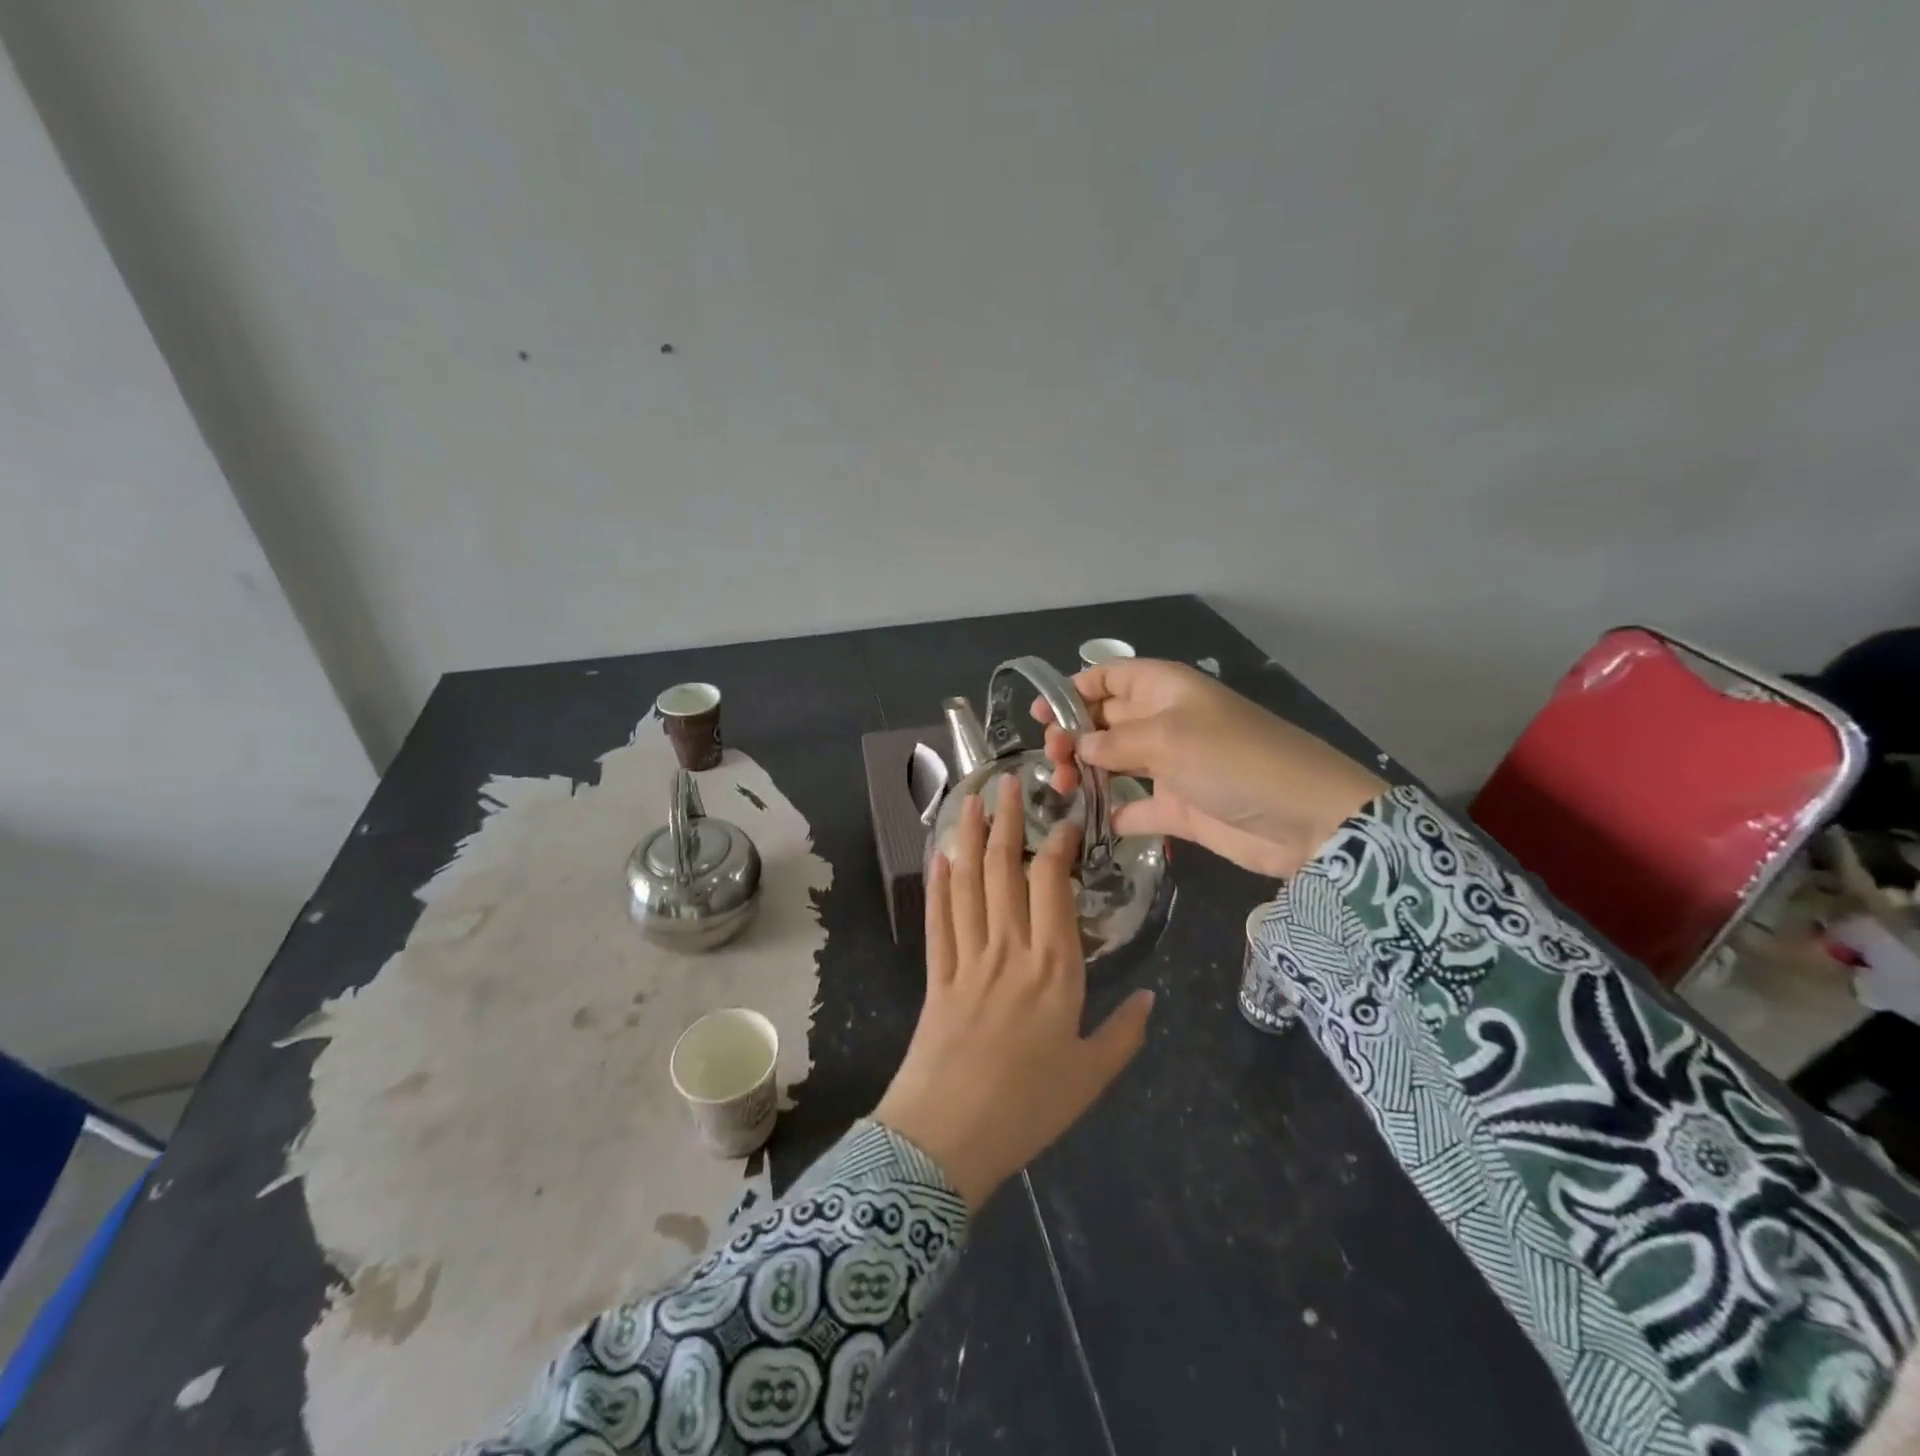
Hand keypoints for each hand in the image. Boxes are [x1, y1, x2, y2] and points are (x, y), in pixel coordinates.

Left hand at [873, 775, 1155, 1209]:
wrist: (947, 1138)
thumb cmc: (1028, 1109)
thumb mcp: (1091, 1076)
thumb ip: (1125, 1034)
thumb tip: (1152, 999)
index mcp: (1054, 969)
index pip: (1052, 886)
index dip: (1056, 845)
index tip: (1063, 819)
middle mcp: (1009, 950)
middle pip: (1004, 871)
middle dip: (1005, 821)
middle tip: (1006, 782)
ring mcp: (967, 958)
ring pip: (968, 884)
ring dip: (968, 838)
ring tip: (970, 800)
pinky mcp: (935, 974)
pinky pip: (938, 919)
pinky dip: (938, 885)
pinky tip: (940, 858)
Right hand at [1035, 659, 1386, 879]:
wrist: (1305, 819)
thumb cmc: (1233, 759)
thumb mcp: (1169, 739)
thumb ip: (1114, 740)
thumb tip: (1078, 745)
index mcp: (1164, 689)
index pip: (1110, 677)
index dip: (1074, 689)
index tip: (1041, 714)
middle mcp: (1164, 722)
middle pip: (1105, 720)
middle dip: (1072, 733)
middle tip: (1050, 760)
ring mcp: (1171, 766)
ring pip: (1113, 762)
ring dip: (1083, 771)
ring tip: (1060, 789)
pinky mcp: (1178, 808)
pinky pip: (1134, 805)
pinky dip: (1110, 812)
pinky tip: (1086, 821)